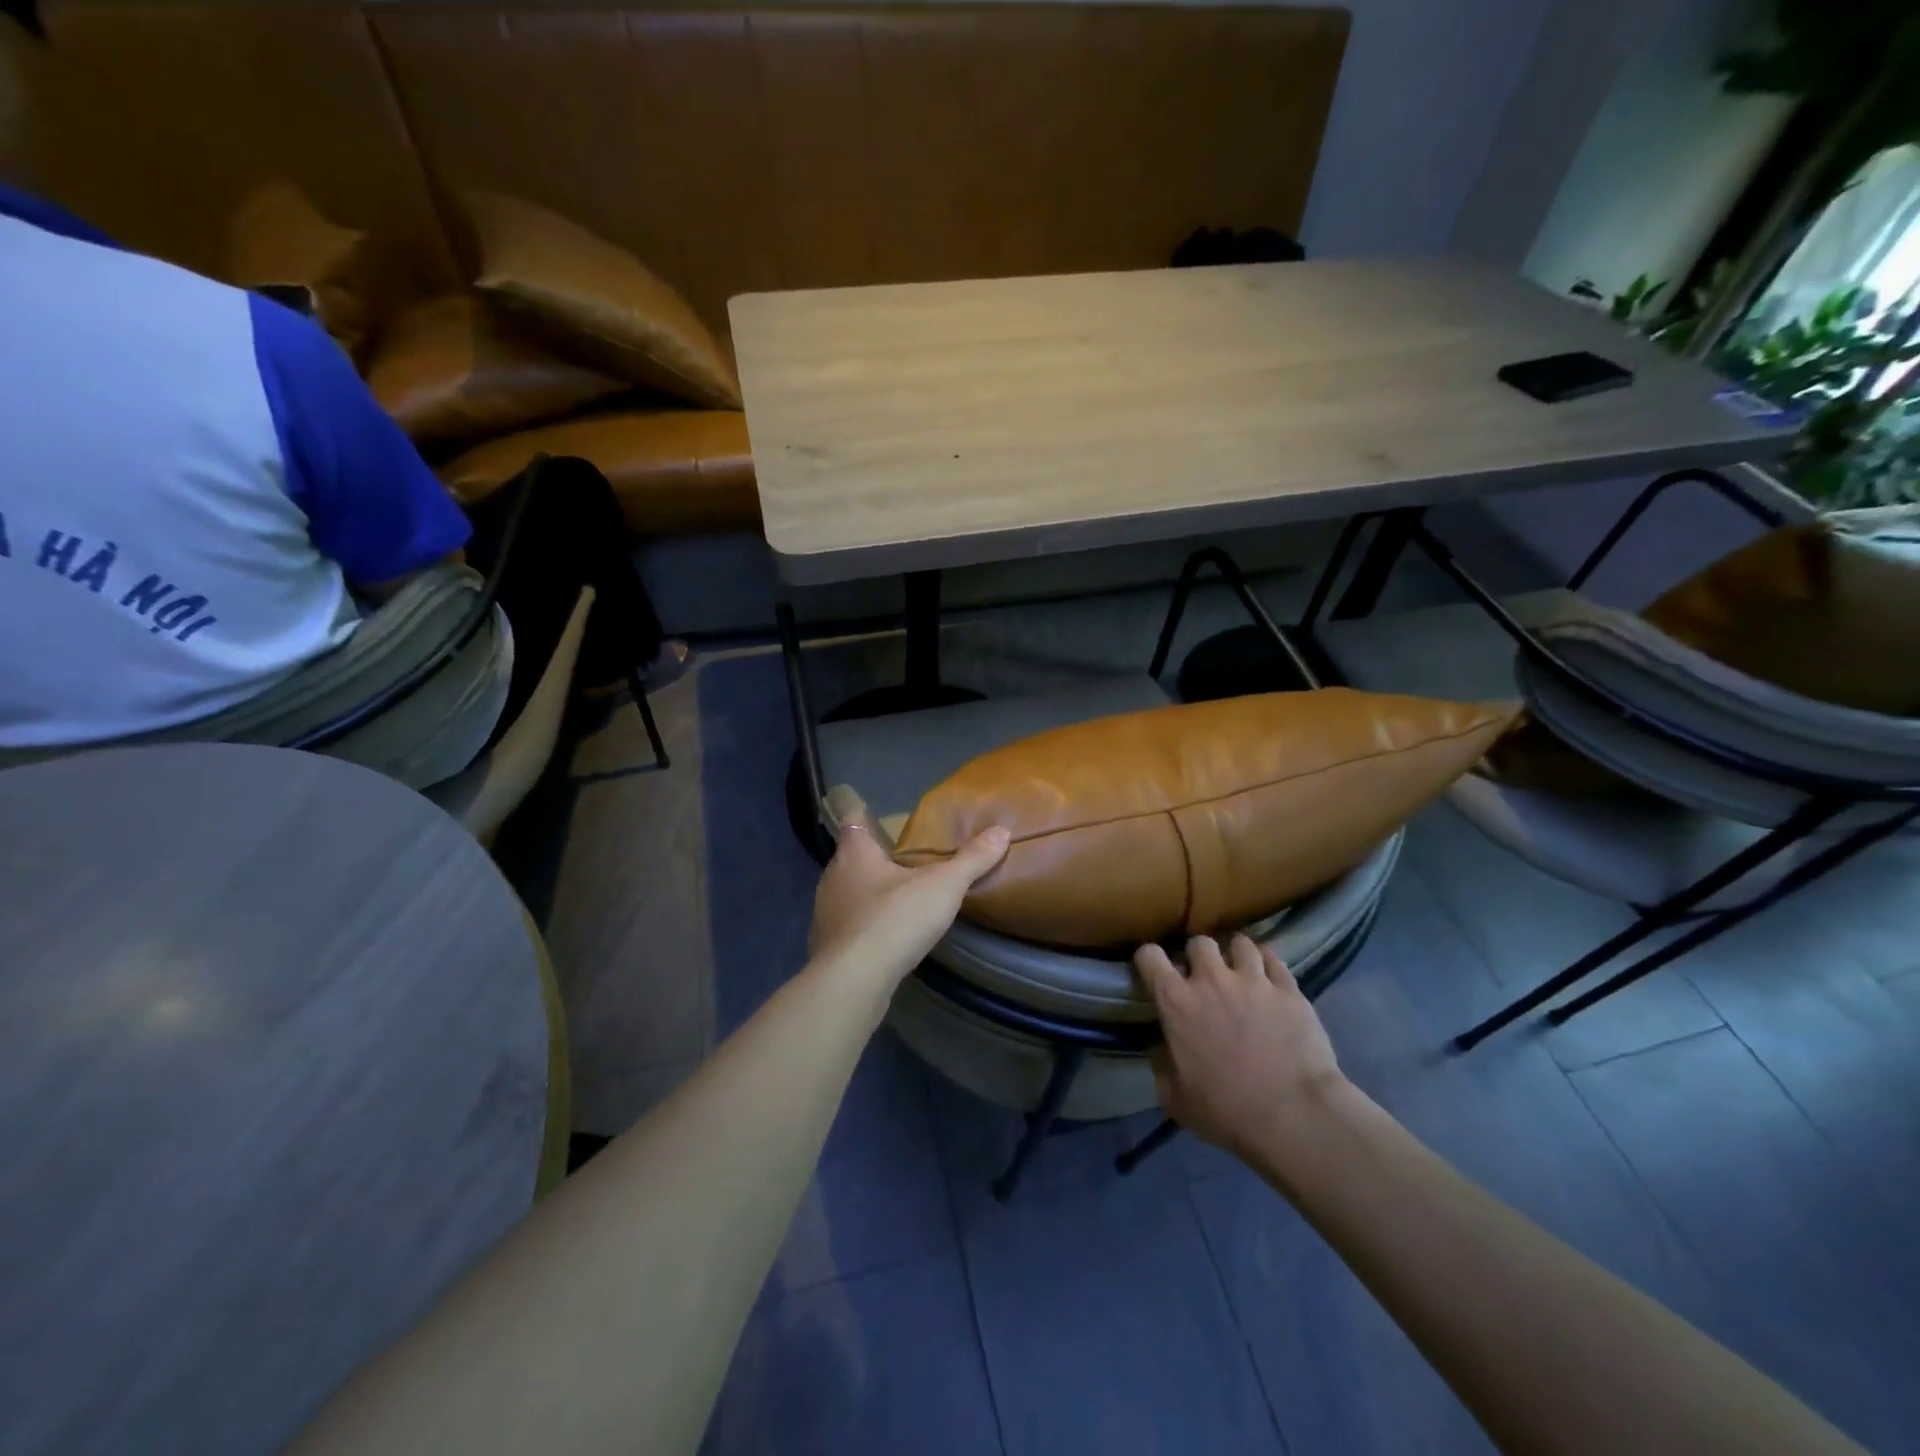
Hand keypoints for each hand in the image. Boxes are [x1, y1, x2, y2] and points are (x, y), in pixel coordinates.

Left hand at [809, 791, 1008, 989]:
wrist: (855, 980)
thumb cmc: (895, 919)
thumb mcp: (943, 886)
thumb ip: (971, 860)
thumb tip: (1002, 831)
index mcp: (855, 854)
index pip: (853, 821)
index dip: (864, 815)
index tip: (876, 813)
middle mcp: (833, 877)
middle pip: (850, 858)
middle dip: (872, 857)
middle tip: (901, 858)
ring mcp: (825, 913)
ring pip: (846, 892)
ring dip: (867, 892)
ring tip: (896, 896)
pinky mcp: (827, 946)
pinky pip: (848, 925)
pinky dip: (863, 924)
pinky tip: (884, 934)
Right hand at [1134, 934, 1346, 1159]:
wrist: (1296, 1117)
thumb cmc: (1228, 1112)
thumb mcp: (1175, 1099)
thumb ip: (1162, 1065)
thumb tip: (1162, 1048)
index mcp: (1176, 1002)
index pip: (1149, 955)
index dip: (1149, 961)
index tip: (1156, 974)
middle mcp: (1211, 979)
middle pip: (1199, 942)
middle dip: (1199, 956)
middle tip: (1206, 978)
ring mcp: (1253, 980)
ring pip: (1239, 942)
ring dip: (1235, 954)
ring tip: (1241, 971)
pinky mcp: (1289, 988)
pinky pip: (1273, 958)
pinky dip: (1267, 964)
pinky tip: (1269, 978)